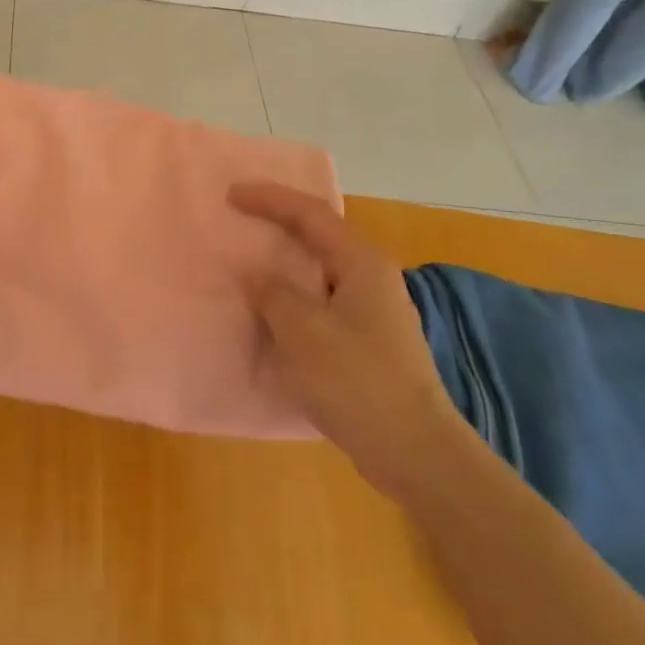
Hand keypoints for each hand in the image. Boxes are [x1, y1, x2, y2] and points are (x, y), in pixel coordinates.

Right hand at [230, 181, 469, 497]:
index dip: (270, 199)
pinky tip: (275, 310)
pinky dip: (294, 294)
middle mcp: (371, 277)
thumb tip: (257, 277)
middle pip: (320, 234)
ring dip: (286, 260)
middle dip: (280, 221)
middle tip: (242, 216)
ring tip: (251, 259)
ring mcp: (374, 310)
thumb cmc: (356, 381)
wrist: (413, 450)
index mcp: (361, 263)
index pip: (310, 214)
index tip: (231, 193)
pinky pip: (322, 299)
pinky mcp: (369, 340)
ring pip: (321, 269)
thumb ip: (273, 295)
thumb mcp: (303, 331)